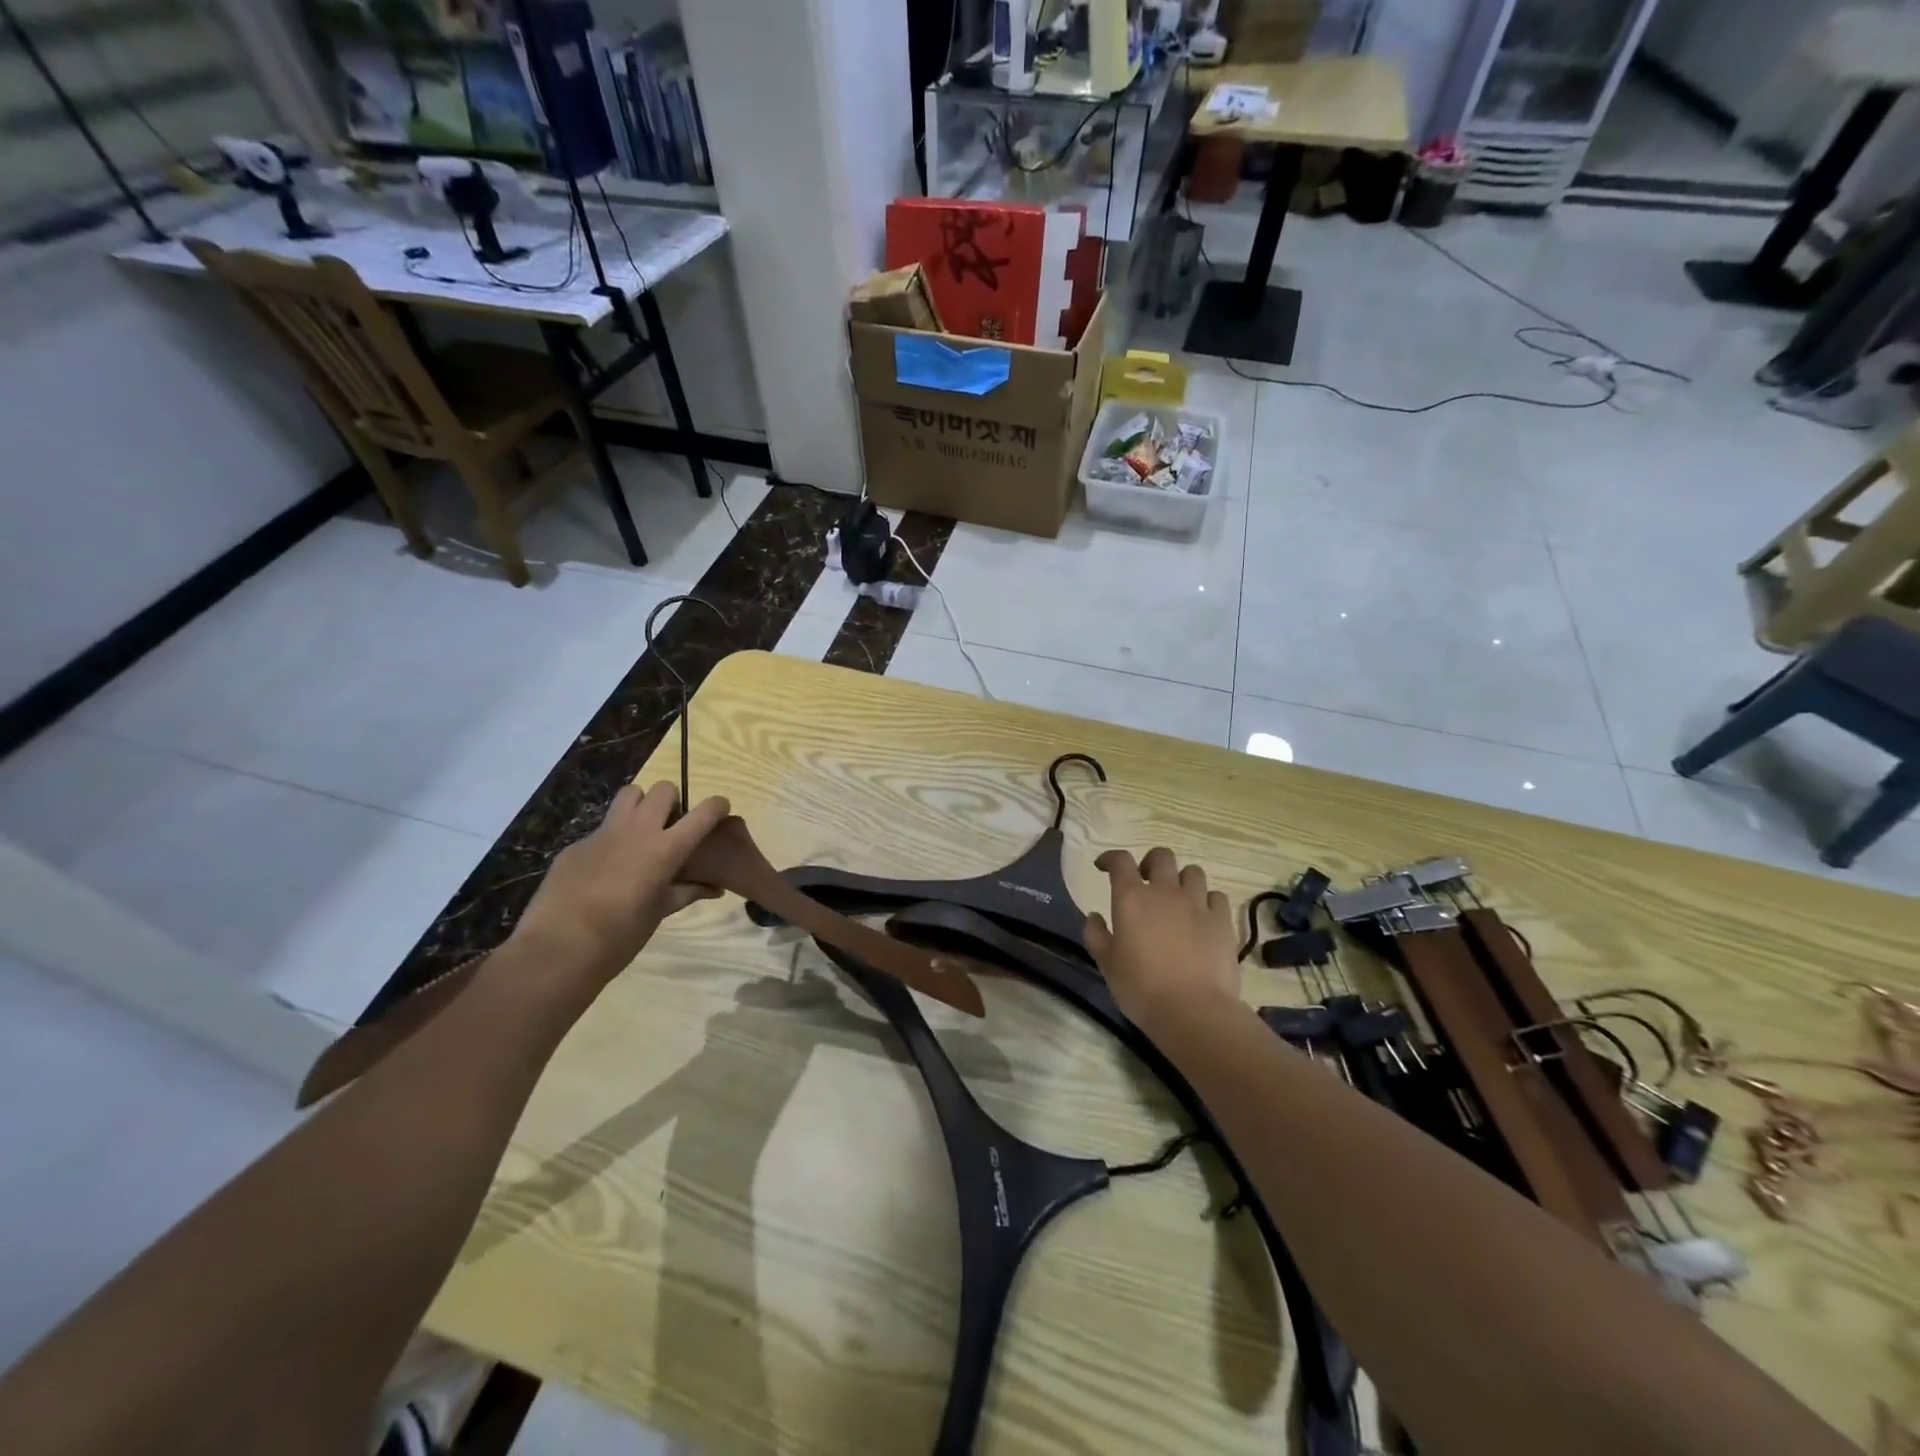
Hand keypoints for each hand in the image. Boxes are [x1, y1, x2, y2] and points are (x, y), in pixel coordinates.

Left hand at [511, 782, 730, 982]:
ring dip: (641, 806)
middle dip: (672, 802)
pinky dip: (611, 840)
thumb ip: (687, 892)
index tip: (720, 811)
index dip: (717, 806)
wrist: (558, 949)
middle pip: (662, 789)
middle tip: (670, 827)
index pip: (703, 812)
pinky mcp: (576, 845)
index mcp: (666, 849)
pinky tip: (604, 870)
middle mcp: (638, 831)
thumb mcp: (660, 913)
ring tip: (640, 833)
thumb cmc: (621, 936)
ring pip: (629, 795)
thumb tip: (714, 889)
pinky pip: (601, 829)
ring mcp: (603, 834)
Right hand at [1084, 847, 1240, 1027]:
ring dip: (1181, 879)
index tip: (1104, 867)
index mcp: (1132, 898)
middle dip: (1150, 863)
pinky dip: (1207, 900)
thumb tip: (1094, 915)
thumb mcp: (1107, 964)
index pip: (1120, 861)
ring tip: (1177, 898)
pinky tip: (1202, 915)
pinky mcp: (1222, 920)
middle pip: (1161, 856)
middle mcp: (1165, 891)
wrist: (1193, 1010)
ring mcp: (1197, 904)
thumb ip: (1096, 934)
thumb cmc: (1141, 988)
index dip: (1111, 858)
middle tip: (1145, 882)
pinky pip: (1216, 896)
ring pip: (1193, 872)